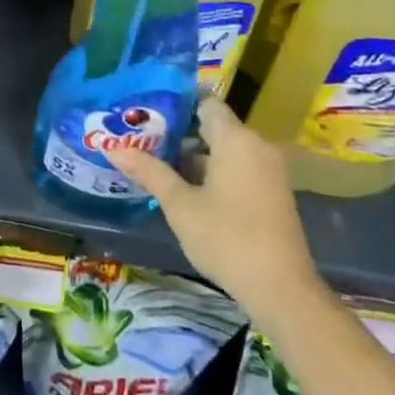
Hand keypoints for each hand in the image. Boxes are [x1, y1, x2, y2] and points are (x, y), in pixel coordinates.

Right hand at [108, 96, 322, 317]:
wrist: (282, 291)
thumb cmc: (227, 238)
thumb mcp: (180, 205)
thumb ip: (149, 171)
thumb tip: (111, 148)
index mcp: (236, 139)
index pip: (206, 103)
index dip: (177, 103)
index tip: (148, 109)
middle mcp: (257, 146)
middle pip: (214, 126)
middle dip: (179, 131)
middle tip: (142, 136)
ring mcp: (268, 171)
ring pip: (225, 149)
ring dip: (195, 155)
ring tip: (156, 160)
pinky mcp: (273, 193)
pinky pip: (238, 168)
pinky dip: (214, 171)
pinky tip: (185, 187)